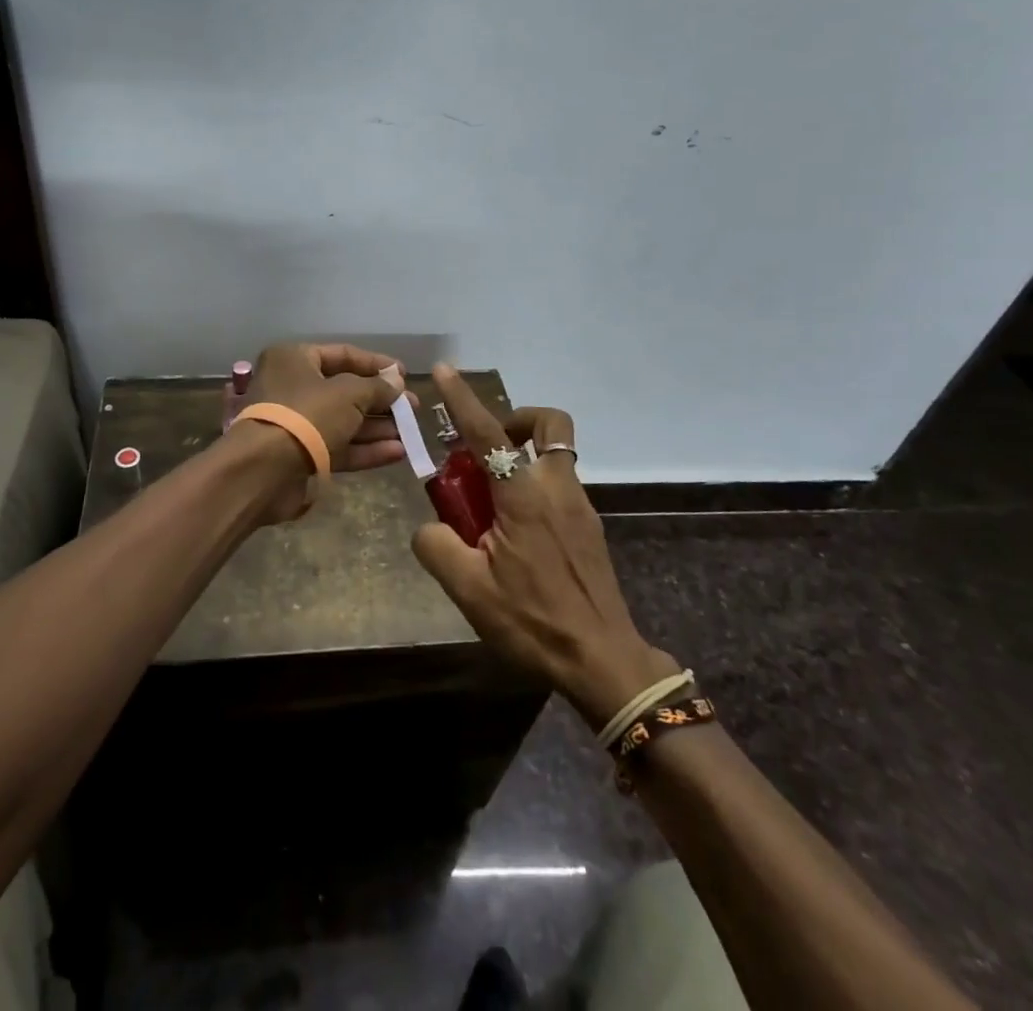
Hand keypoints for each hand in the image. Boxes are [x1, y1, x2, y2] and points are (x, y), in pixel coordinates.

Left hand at [229, 342, 405, 522]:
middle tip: (411, 408)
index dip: (376, 364)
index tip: (405, 375)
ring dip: (377, 428)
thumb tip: (397, 383)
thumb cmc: (307, 415)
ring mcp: (296, 424)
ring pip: (344, 421)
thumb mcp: (349, 393)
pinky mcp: (302, 456)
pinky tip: (398, 453)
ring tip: (411, 433)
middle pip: (345, 390)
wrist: (265, 470)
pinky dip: (366, 449)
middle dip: (381, 400)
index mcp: (295, 359)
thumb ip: (377, 387)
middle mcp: (293, 387)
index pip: (343, 354)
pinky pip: (339, 447)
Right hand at [411, 365, 675, 724]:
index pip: (487, 432)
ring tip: (489, 503)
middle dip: (515, 421)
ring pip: (554, 455)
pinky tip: (514, 533)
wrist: (603, 661)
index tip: (445, 371)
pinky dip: (532, 487)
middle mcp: (557, 487)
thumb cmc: (533, 620)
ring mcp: (580, 506)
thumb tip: (428, 527)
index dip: (462, 399)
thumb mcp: (469, 590)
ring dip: (521, 458)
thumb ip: (437, 546)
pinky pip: (558, 486)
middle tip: (483, 451)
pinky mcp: (589, 527)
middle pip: (548, 426)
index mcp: (525, 495)